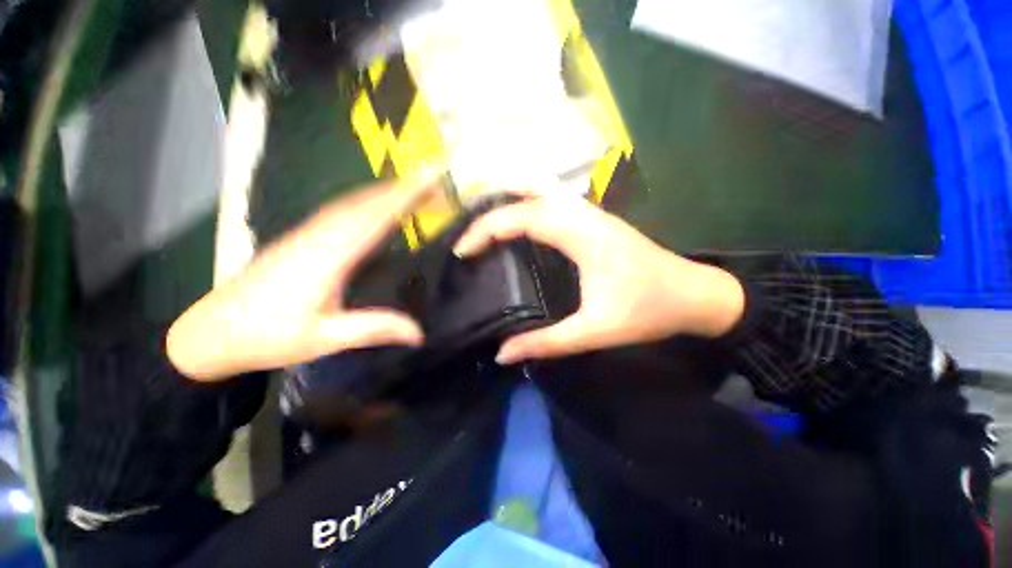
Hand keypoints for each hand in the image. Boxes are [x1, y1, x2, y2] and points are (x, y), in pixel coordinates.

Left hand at [167, 173, 441, 381]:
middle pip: (364, 203)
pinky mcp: (300, 238)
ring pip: (350, 203)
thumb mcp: (325, 338)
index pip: (374, 218)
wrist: (210, 332)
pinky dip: (364, 201)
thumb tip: (419, 332)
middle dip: (400, 189)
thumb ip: (374, 329)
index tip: (429, 181)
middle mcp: (319, 236)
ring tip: (410, 188)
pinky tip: (372, 205)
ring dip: (382, 191)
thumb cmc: (267, 337)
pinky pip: (339, 211)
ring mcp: (306, 234)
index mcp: (329, 256)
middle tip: (430, 181)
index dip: (404, 197)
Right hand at [453, 193, 744, 363]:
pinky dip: (527, 207)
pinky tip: (519, 226)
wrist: (696, 295)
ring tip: (484, 227)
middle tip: (468, 237)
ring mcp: (591, 213)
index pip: (521, 217)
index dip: (486, 229)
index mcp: (581, 234)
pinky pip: (552, 203)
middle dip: (491, 212)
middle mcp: (583, 213)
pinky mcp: (594, 220)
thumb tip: (503, 354)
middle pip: (526, 196)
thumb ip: (547, 343)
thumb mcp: (595, 331)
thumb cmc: (649, 310)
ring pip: (540, 192)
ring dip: (509, 203)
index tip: (463, 251)